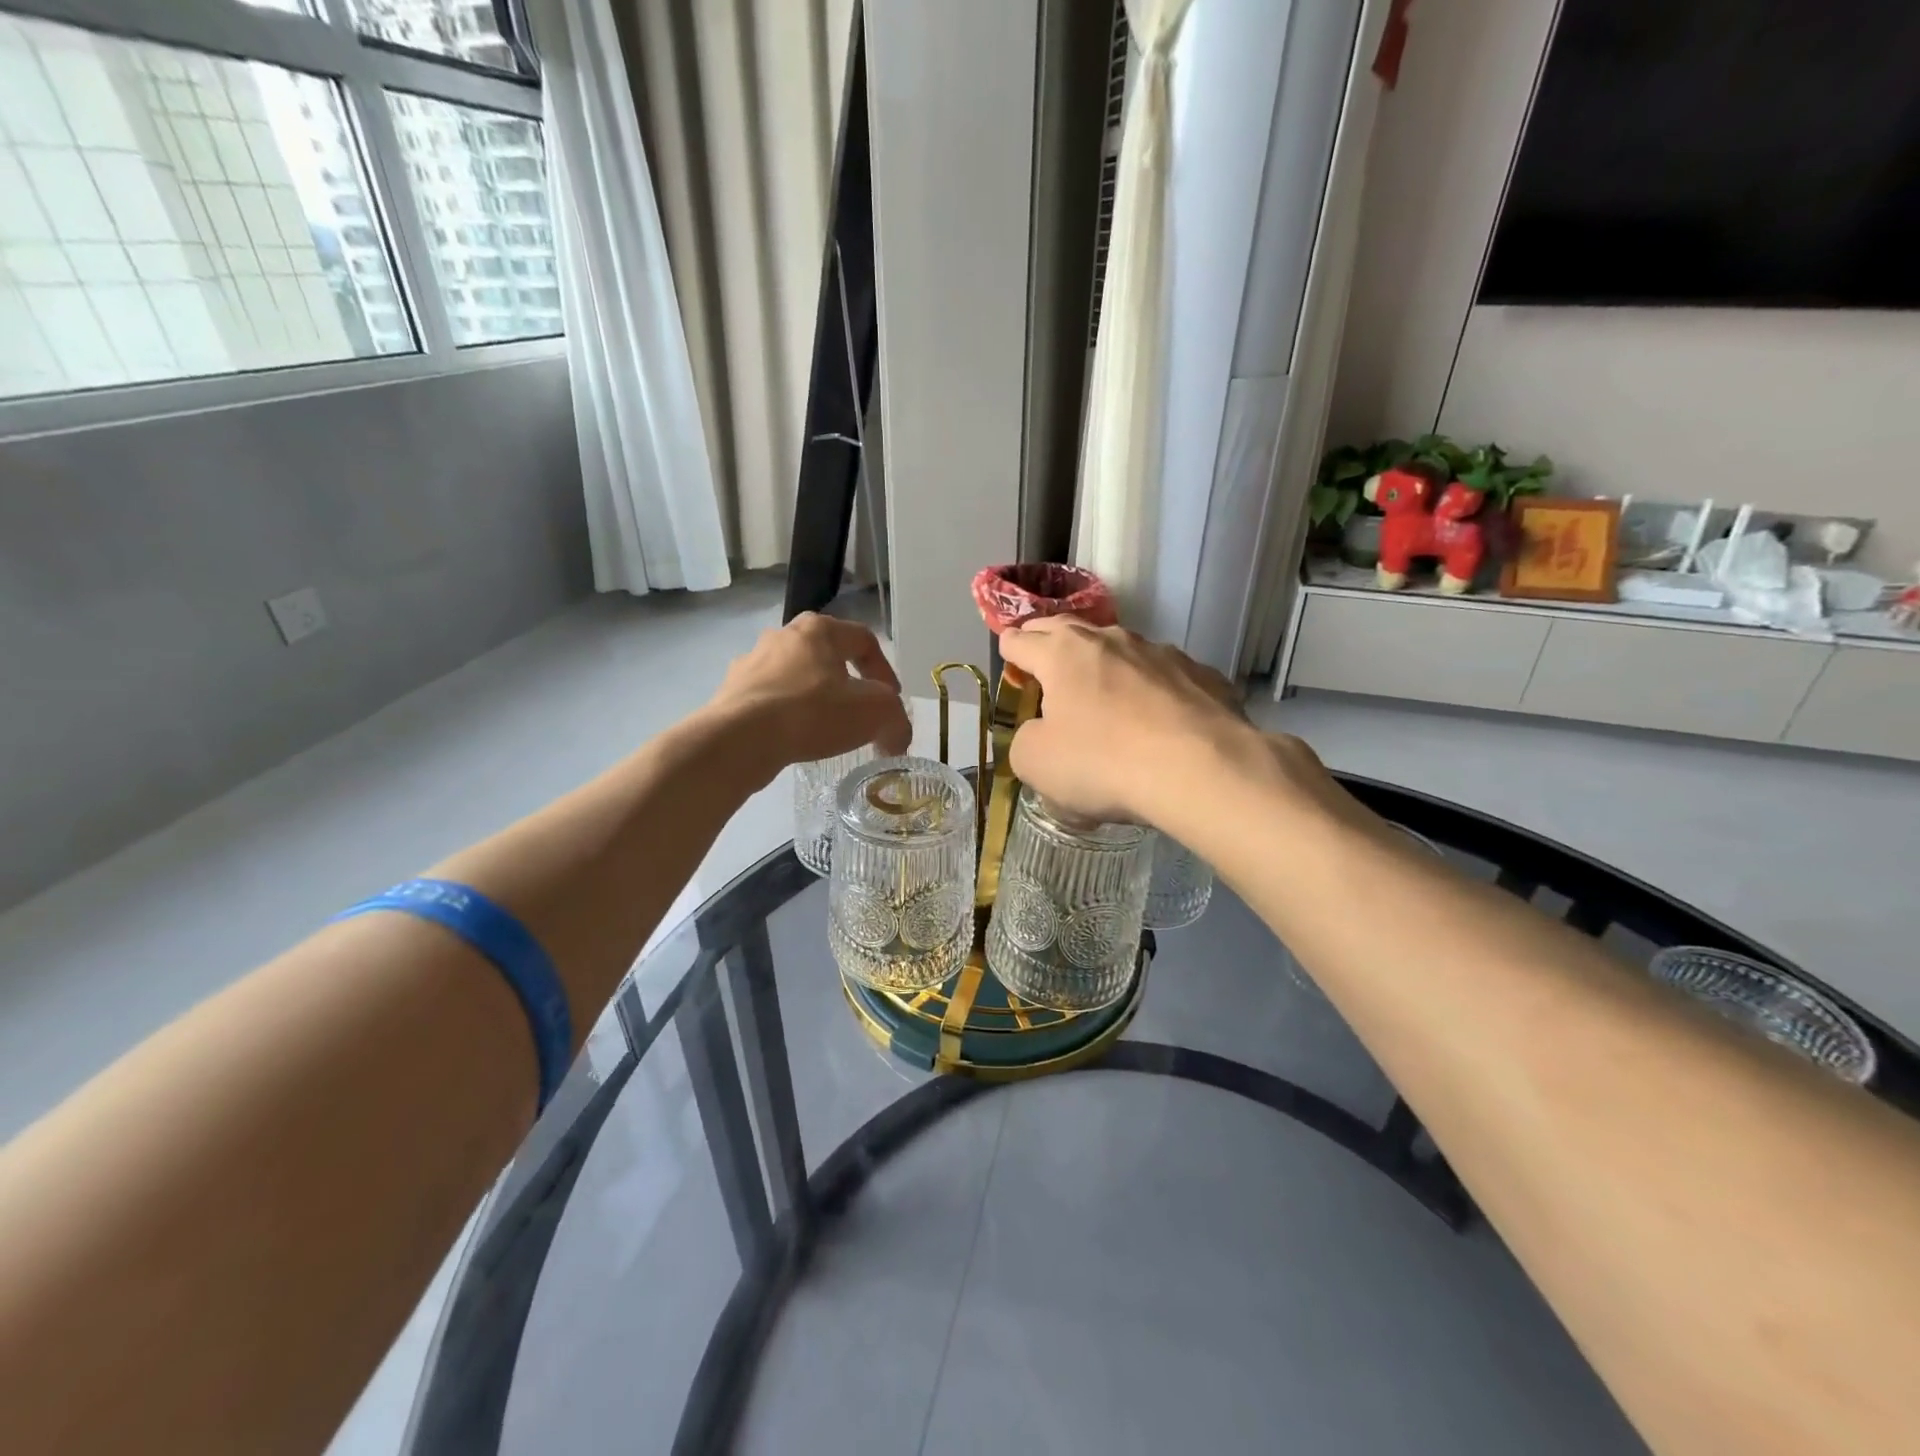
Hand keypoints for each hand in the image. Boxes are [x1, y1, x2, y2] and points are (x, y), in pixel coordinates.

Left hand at [704, 614, 911, 775]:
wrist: (739, 739)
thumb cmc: (813, 713)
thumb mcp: (875, 713)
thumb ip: (896, 720)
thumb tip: (896, 737)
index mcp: (819, 629)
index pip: (864, 640)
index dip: (885, 671)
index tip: (891, 701)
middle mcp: (782, 635)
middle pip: (827, 656)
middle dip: (848, 684)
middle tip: (860, 712)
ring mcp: (751, 663)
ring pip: (796, 677)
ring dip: (815, 699)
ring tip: (825, 730)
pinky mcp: (731, 692)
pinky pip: (770, 700)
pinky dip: (787, 717)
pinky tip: (793, 740)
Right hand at [998, 619, 1253, 825]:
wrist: (1200, 769)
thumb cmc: (1103, 762)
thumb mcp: (1036, 763)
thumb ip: (1025, 740)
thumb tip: (1040, 731)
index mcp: (1062, 654)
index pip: (1021, 641)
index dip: (1009, 651)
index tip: (1008, 658)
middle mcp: (1110, 640)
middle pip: (1067, 628)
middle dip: (1048, 639)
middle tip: (1041, 653)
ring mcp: (1160, 652)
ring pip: (1119, 647)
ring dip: (1104, 662)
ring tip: (1102, 686)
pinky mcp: (1200, 674)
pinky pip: (1163, 674)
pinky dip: (1150, 687)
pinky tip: (1157, 716)